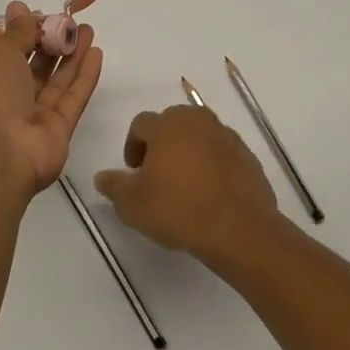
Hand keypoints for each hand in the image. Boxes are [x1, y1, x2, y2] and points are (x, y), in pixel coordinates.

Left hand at [0, 2, 102, 205]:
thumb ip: (18, 31)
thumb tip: (20, 7)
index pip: (11, 50)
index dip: (27, 31)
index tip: (44, 13)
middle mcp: (12, 96)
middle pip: (37, 65)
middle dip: (54, 41)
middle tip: (74, 21)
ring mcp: (37, 114)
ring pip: (58, 80)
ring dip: (73, 55)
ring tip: (89, 31)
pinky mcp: (60, 129)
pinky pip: (74, 98)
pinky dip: (85, 76)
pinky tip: (96, 54)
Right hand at [94, 106, 280, 262]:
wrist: (239, 229)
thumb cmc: (178, 209)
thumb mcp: (132, 204)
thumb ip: (113, 186)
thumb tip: (102, 177)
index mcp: (168, 124)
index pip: (141, 123)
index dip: (132, 146)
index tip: (134, 173)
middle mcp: (198, 121)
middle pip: (172, 124)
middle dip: (161, 145)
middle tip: (157, 176)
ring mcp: (227, 137)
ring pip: (199, 138)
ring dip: (188, 154)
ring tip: (185, 186)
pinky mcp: (248, 156)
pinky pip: (222, 155)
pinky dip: (212, 166)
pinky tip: (209, 195)